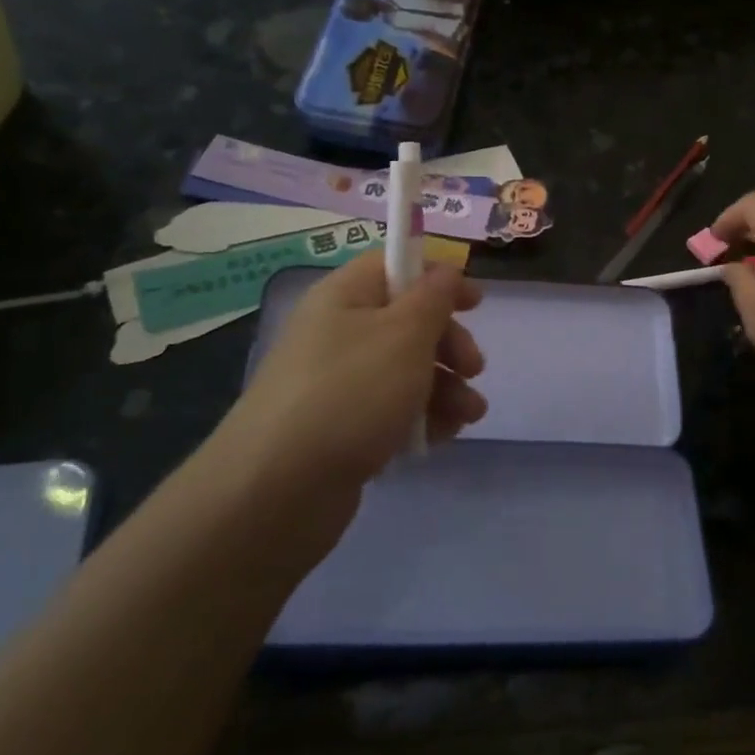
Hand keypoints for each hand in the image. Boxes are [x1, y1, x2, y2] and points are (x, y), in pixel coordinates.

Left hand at [219, 249, 486, 502]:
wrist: (279, 489)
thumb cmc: (351, 393)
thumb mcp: (405, 334)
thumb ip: (434, 297)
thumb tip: (445, 270)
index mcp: (345, 296)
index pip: (394, 265)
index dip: (437, 277)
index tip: (475, 303)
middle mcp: (338, 333)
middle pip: (407, 321)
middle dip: (449, 343)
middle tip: (473, 368)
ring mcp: (338, 383)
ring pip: (406, 370)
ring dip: (446, 386)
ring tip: (469, 414)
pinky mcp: (342, 428)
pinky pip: (392, 410)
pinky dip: (421, 417)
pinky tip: (442, 436)